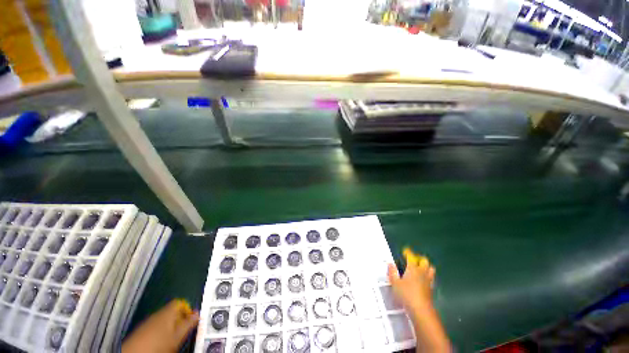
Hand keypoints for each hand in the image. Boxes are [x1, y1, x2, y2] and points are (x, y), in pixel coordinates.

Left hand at [122, 299, 199, 352]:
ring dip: (170, 325)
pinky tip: (161, 341)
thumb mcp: (178, 336)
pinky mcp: (140, 331)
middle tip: (184, 329)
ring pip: (162, 319)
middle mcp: (156, 314)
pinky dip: (160, 331)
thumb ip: (188, 323)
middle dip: (179, 318)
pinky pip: (154, 326)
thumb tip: (197, 314)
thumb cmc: (159, 344)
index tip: (191, 318)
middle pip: (171, 311)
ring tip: (173, 337)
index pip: (179, 302)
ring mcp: (146, 322)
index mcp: (166, 312)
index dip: (187, 308)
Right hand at [388, 248, 450, 352]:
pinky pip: (431, 278)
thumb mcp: (395, 283)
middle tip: (413, 260)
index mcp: (412, 268)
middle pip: (424, 261)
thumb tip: (390, 264)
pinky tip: (422, 281)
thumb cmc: (406, 294)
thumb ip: (392, 272)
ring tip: (419, 269)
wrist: (421, 310)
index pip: (411, 257)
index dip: (408, 252)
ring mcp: (428, 280)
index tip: (405, 251)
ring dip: (426, 267)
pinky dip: (427, 276)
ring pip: (430, 269)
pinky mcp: (431, 289)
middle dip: (419, 259)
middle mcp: (422, 272)